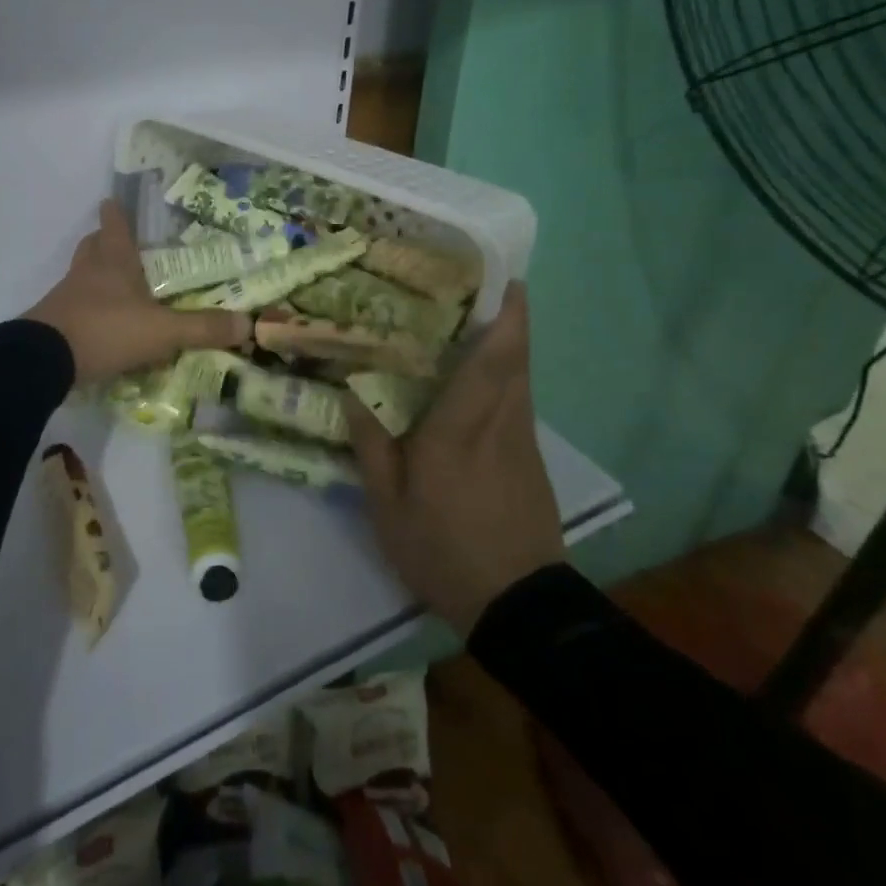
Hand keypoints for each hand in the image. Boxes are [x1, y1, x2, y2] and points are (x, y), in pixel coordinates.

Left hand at [25, 200, 249, 382]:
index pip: (114, 226)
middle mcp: (88, 273)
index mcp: (114, 263)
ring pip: (81, 275)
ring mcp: (66, 297)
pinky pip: (73, 306)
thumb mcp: (162, 331)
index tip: (114, 200)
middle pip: (92, 246)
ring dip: (95, 276)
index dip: (116, 213)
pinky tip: (102, 325)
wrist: (43, 360)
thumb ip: (202, 328)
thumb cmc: (106, 331)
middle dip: (104, 241)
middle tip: (119, 245)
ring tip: (116, 287)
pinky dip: (87, 308)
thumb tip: (248, 323)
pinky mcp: (53, 323)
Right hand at [344, 281, 565, 635]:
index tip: (505, 279)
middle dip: (512, 317)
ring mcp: (523, 442)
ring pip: (522, 378)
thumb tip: (353, 392)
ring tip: (475, 324)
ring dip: (509, 344)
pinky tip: (478, 382)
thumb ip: (371, 446)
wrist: (518, 606)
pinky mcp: (532, 459)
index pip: (493, 362)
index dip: (505, 317)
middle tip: (483, 287)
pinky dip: (506, 377)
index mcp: (460, 432)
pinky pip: (519, 402)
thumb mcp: (388, 507)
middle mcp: (501, 424)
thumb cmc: (444, 551)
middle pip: (518, 358)